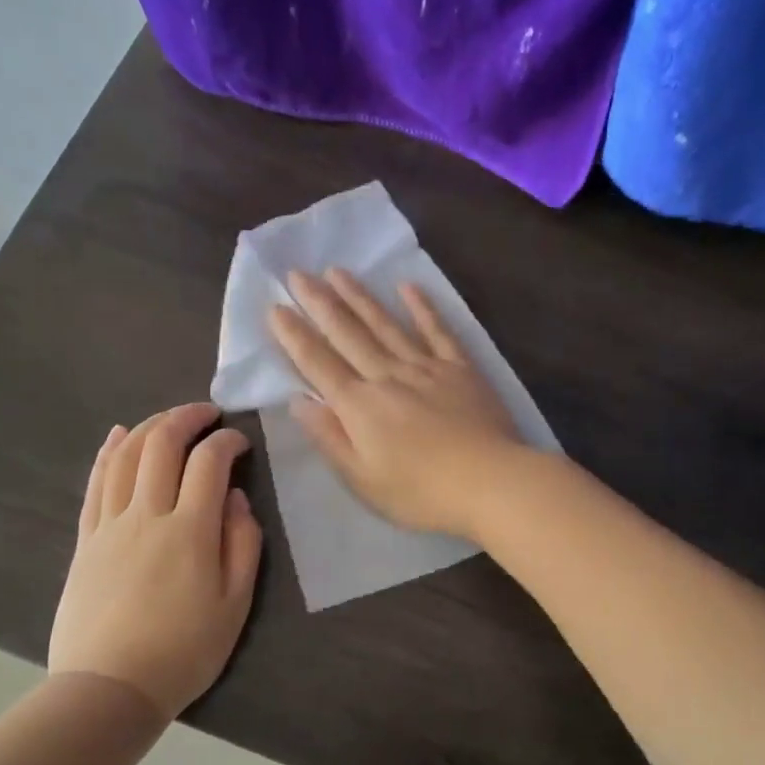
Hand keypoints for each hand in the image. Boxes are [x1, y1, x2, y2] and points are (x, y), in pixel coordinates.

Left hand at [48, 402, 262, 717]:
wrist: (109, 688)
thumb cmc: (184, 651)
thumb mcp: (235, 604)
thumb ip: (243, 544)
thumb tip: (236, 498)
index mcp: (190, 531)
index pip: (209, 463)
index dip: (227, 441)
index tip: (241, 442)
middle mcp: (147, 515)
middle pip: (161, 445)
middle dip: (186, 418)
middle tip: (207, 413)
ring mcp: (109, 525)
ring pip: (126, 456)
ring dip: (149, 426)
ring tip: (170, 419)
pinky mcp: (86, 540)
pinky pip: (96, 483)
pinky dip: (109, 452)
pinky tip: (118, 436)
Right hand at [267, 268, 525, 538]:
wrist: (490, 482)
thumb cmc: (421, 492)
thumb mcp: (363, 479)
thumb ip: (330, 437)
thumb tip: (298, 401)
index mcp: (359, 406)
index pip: (318, 363)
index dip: (294, 336)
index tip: (275, 307)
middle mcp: (388, 376)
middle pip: (348, 334)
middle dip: (319, 303)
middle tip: (297, 273)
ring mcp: (426, 367)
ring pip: (386, 324)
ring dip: (360, 297)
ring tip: (338, 271)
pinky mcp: (461, 368)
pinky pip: (438, 331)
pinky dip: (422, 307)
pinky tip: (408, 286)